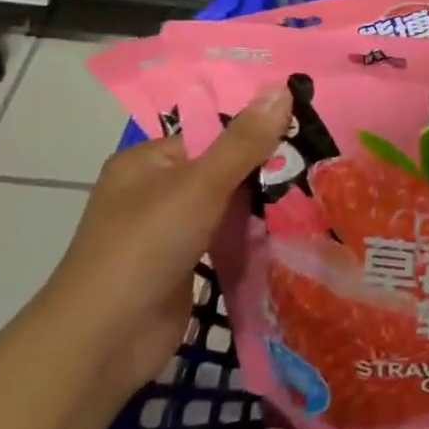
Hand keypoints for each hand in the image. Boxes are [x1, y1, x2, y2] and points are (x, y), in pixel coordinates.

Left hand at [37, 86, 293, 400]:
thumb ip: (245, 141)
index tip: (310, 132)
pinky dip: (256, 234)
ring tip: (323, 191)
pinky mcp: (186, 263)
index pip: (214, 134)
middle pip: (226, 168)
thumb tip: (283, 88)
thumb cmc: (145, 248)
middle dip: (269, 169)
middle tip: (324, 163)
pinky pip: (229, 237)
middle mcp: (157, 190)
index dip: (260, 132)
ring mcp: (171, 230)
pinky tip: (297, 229)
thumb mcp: (200, 185)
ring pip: (230, 205)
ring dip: (266, 204)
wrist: (104, 340)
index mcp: (148, 161)